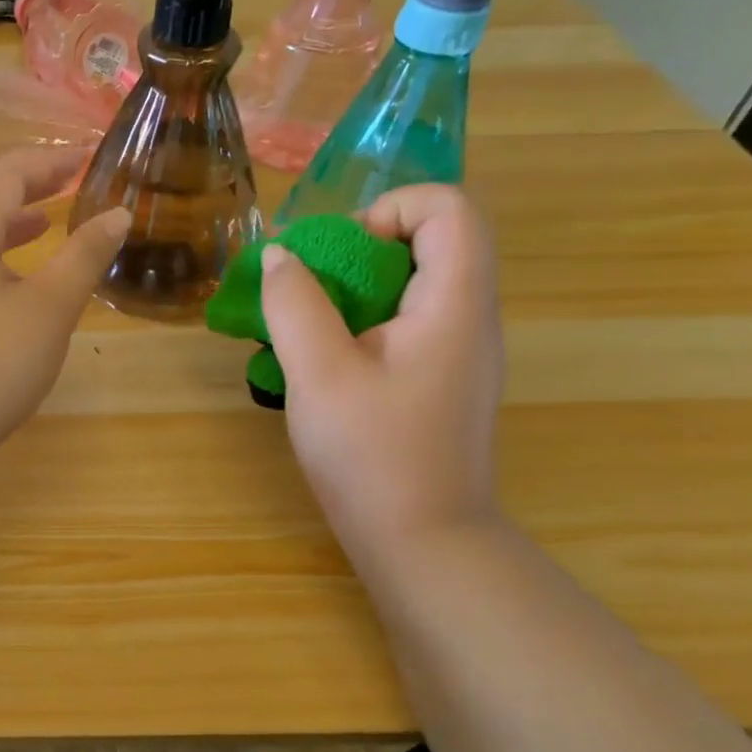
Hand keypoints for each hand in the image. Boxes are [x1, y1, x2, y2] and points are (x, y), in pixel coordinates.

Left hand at [0, 148, 131, 470]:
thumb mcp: (49, 309)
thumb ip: (84, 257)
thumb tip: (118, 214)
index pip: (4, 176)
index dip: (48, 162)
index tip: (86, 156)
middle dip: (25, 187)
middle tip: (67, 184)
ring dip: (8, 223)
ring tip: (45, 224)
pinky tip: (14, 283)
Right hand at [261, 184, 504, 561]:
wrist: (423, 544)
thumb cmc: (372, 456)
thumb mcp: (318, 375)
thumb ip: (295, 304)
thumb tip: (280, 256)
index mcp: (455, 304)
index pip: (448, 207)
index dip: (389, 210)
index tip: (338, 257)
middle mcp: (470, 317)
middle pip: (432, 239)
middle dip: (362, 247)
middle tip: (313, 289)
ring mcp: (460, 350)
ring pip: (417, 280)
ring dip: (357, 286)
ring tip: (311, 325)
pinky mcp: (442, 377)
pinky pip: (409, 319)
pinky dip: (365, 318)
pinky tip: (329, 361)